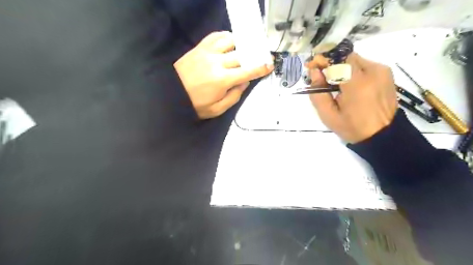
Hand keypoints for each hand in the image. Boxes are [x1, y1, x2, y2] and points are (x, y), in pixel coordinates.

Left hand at [174, 31, 273, 119]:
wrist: (170, 94)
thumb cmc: (195, 105)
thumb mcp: (217, 109)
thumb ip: (234, 96)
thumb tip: (245, 83)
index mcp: (222, 80)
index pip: (247, 71)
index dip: (260, 68)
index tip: (269, 65)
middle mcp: (217, 62)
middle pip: (241, 54)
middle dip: (253, 57)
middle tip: (257, 59)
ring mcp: (207, 52)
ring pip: (230, 41)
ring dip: (239, 45)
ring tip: (242, 51)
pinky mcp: (199, 47)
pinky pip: (215, 35)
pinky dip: (225, 37)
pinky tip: (228, 43)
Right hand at [309, 51, 395, 142]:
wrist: (383, 134)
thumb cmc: (352, 127)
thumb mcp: (328, 115)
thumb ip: (318, 93)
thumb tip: (314, 73)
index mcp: (357, 84)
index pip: (337, 60)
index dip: (322, 60)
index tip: (312, 66)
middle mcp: (372, 72)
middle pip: (346, 57)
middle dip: (331, 64)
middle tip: (321, 76)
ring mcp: (382, 71)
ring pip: (354, 60)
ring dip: (342, 68)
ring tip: (335, 84)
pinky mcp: (386, 73)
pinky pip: (364, 65)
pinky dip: (352, 71)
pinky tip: (349, 85)